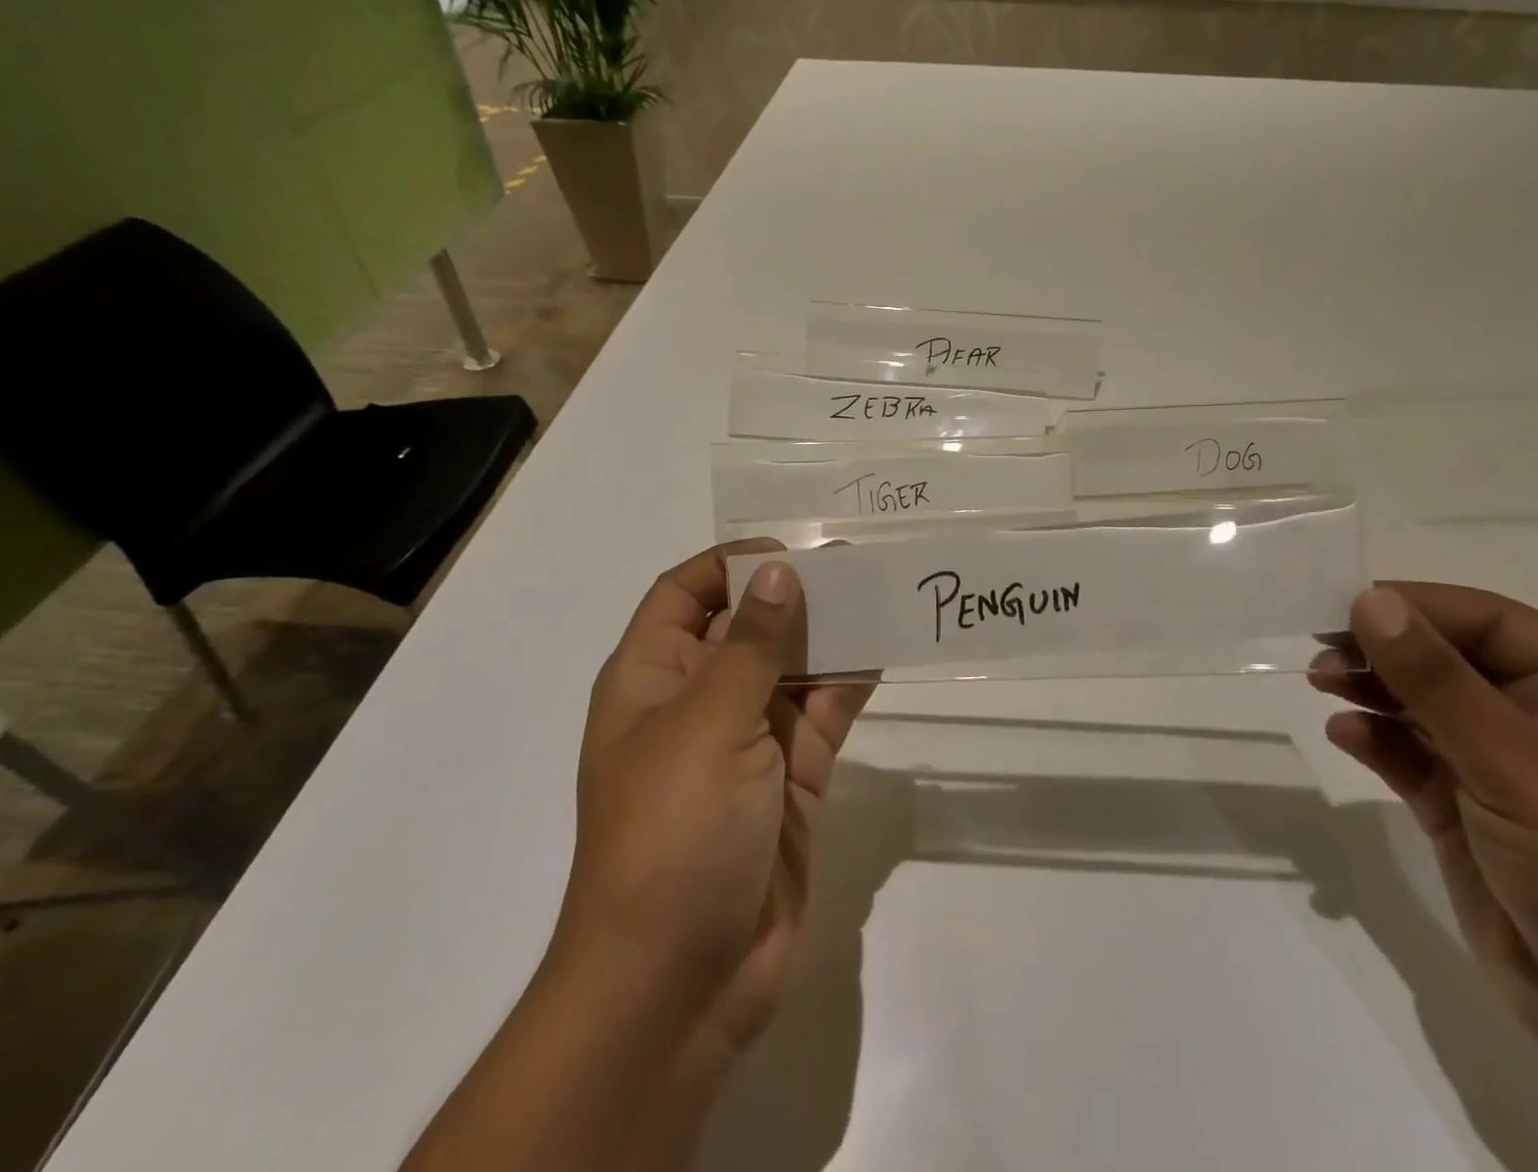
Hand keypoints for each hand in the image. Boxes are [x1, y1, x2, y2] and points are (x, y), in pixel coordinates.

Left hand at [553, 543, 872, 1144]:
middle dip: (795, 593)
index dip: (732, 565)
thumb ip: (752, 644)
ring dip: (831, 634)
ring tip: (882, 594)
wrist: (681, 985)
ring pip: (793, 666)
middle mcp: (698, 699)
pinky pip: (824, 713)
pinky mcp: (792, 778)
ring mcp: (748, 740)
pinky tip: (885, 649)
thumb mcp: (708, 723)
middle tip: (857, 563)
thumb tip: (779, 571)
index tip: (792, 552)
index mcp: (652, 678)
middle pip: (747, 624)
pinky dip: (851, 682)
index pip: (685, 592)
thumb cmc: (672, 833)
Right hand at [1311, 583, 1537, 1169]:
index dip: (1413, 606)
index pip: (1485, 620)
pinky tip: (1344, 734)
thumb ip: (1433, 678)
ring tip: (1320, 684)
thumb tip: (1368, 599)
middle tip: (1319, 651)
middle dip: (1383, 652)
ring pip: (1422, 704)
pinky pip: (1411, 755)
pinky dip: (1375, 740)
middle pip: (1447, 659)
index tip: (1339, 605)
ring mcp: (1504, 765)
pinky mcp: (1467, 808)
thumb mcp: (1513, 761)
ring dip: (1371, 690)